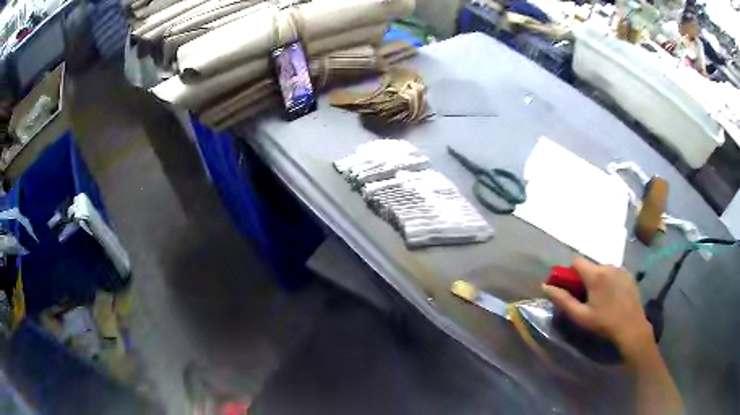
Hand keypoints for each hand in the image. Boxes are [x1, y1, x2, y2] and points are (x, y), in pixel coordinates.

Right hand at [542, 256, 653, 359]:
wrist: (631, 327)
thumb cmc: (604, 323)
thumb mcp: (580, 316)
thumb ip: (562, 300)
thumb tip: (545, 286)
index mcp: (595, 274)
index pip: (576, 260)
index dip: (570, 272)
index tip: (570, 287)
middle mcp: (608, 265)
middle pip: (590, 265)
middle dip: (584, 278)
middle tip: (585, 298)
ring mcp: (620, 268)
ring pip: (602, 269)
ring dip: (597, 279)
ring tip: (600, 298)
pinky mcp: (629, 274)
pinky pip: (613, 272)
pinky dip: (609, 280)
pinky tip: (612, 297)